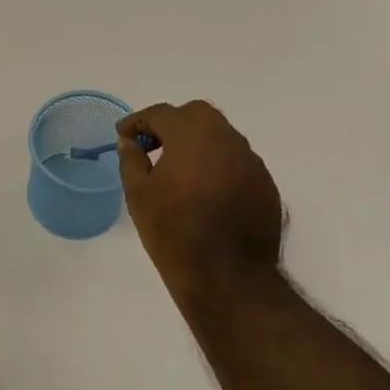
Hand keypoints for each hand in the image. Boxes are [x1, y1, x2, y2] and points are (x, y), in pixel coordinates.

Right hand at [118, 101, 284, 298]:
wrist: (227, 275)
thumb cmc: (173, 231)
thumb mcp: (138, 194)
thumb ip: (131, 159)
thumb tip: (129, 141)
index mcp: (192, 135)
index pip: (161, 113)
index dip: (138, 122)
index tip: (124, 136)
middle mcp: (227, 139)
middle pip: (197, 114)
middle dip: (172, 124)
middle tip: (153, 146)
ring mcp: (251, 161)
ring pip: (221, 137)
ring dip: (198, 144)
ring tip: (178, 170)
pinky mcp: (265, 184)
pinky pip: (237, 162)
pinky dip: (218, 165)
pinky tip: (205, 192)